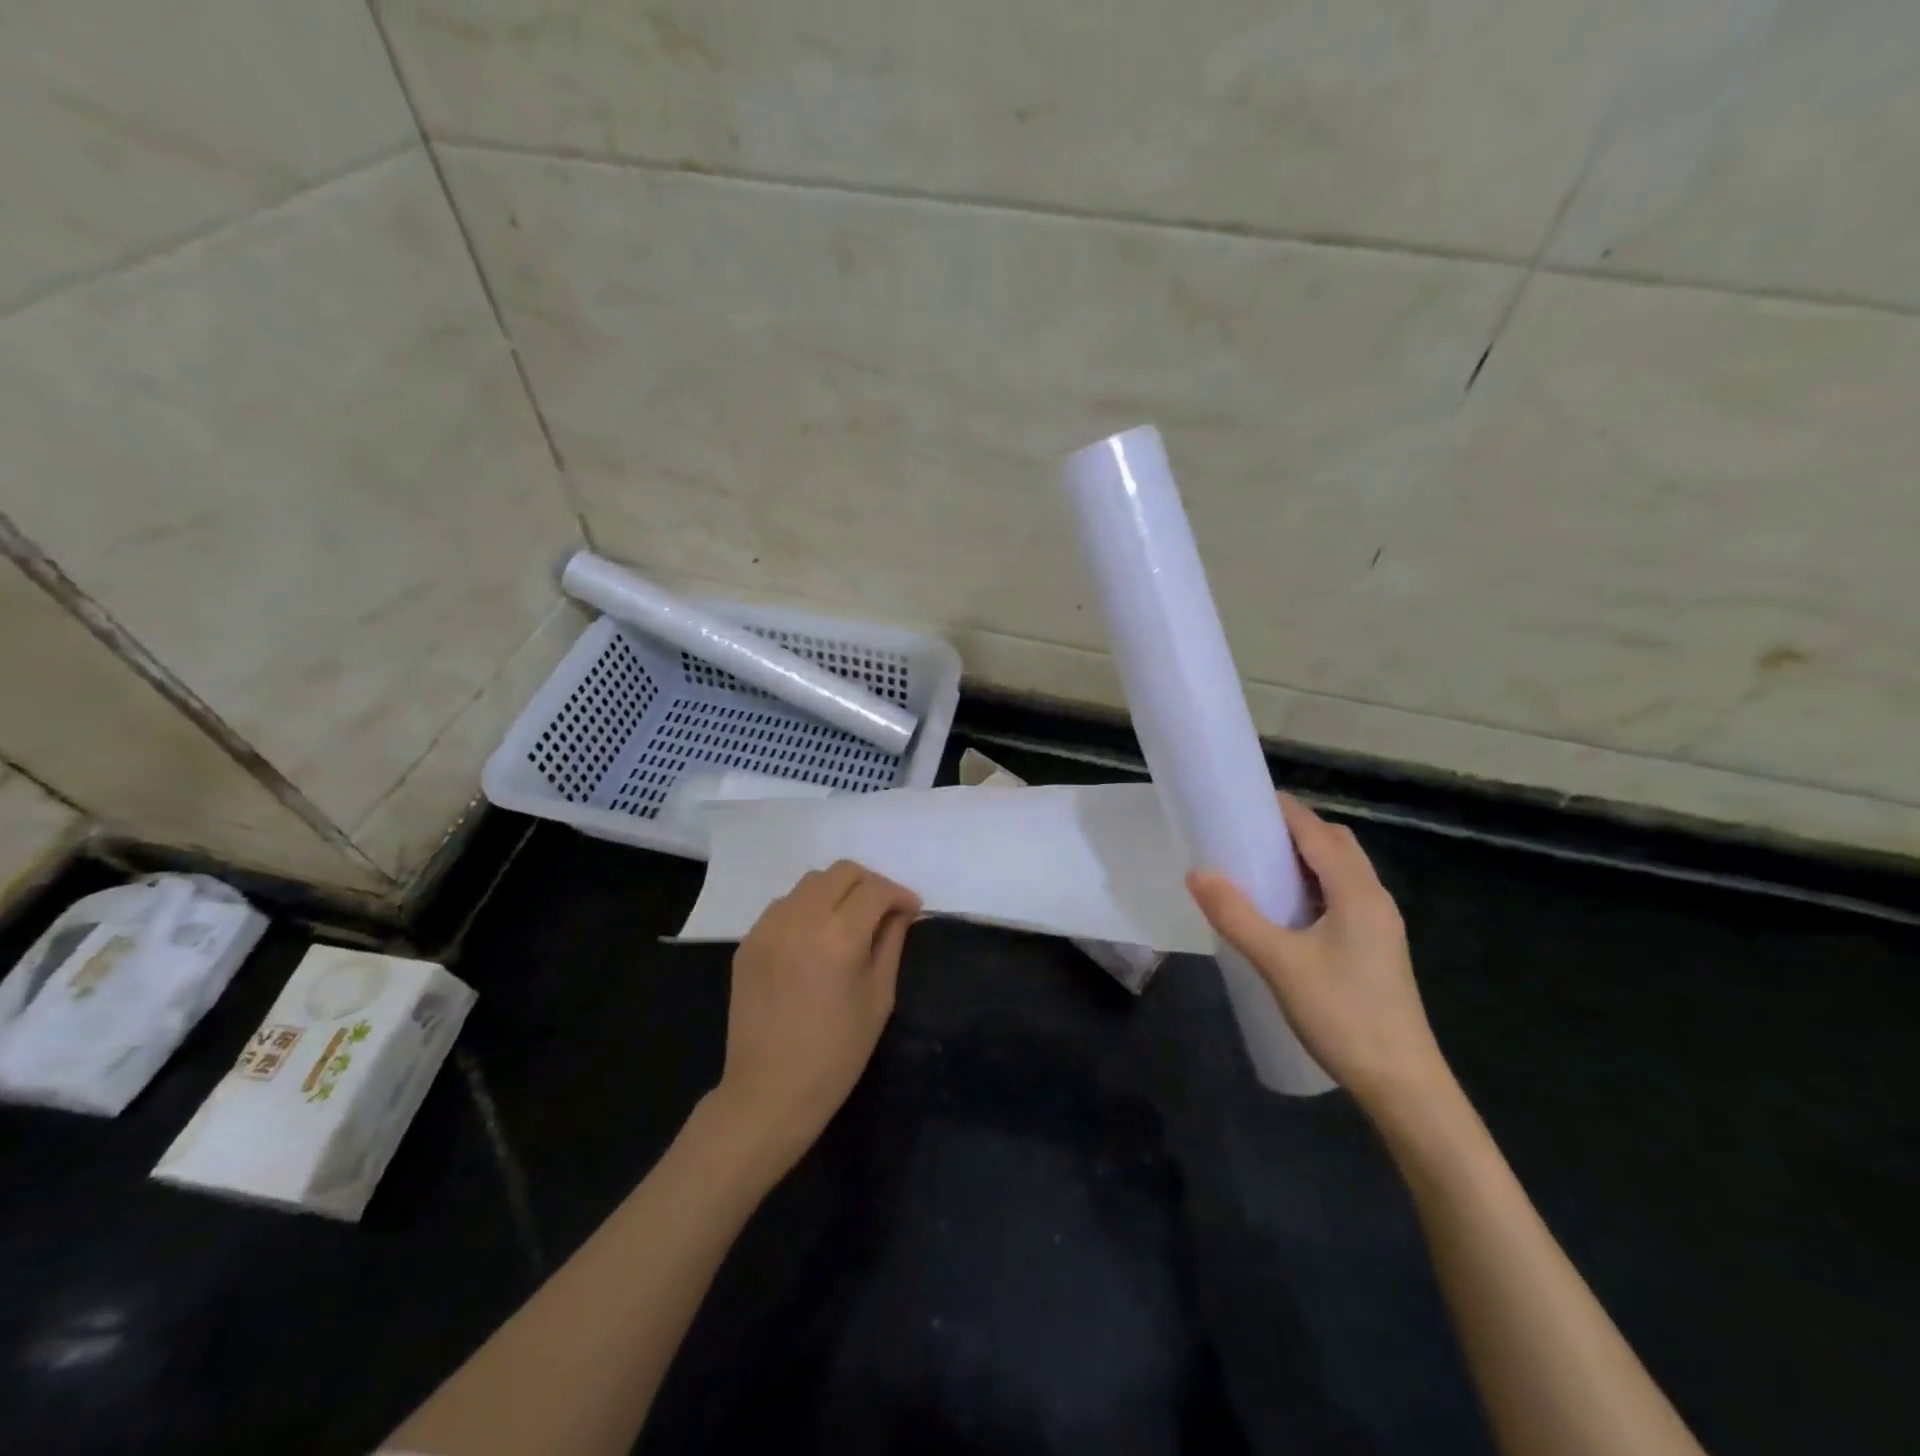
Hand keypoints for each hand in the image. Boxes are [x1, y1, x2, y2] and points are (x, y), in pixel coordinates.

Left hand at [709, 860, 920, 1171]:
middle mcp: (800, 920)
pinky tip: (815, 938)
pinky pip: (784, 906)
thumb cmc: (836, 1054)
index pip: (875, 890)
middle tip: (883, 911)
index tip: (910, 910)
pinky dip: (807, 909)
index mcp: (839, 937)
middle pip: (841, 872)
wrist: (769, 1091)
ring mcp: (768, 928)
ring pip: (810, 883)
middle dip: (869, 884)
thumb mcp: (879, 999)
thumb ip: (890, 944)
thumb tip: (899, 913)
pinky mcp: (748, 941)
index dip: (899, 895)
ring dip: (836, 892)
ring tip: (848, 921)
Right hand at [1187, 794, 1451, 1121]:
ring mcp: (1379, 925)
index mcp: (1357, 892)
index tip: (1241, 801)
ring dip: (1304, 858)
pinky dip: (1313, 885)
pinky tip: (1284, 911)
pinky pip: (1342, 896)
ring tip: (1258, 867)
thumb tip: (1197, 873)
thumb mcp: (1279, 963)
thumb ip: (1236, 915)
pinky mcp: (1374, 948)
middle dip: (1294, 830)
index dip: (1282, 811)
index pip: (1317, 832)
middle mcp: (1374, 898)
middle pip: (1335, 844)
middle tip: (1246, 835)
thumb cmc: (1343, 1015)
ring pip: (1341, 871)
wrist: (1402, 1084)